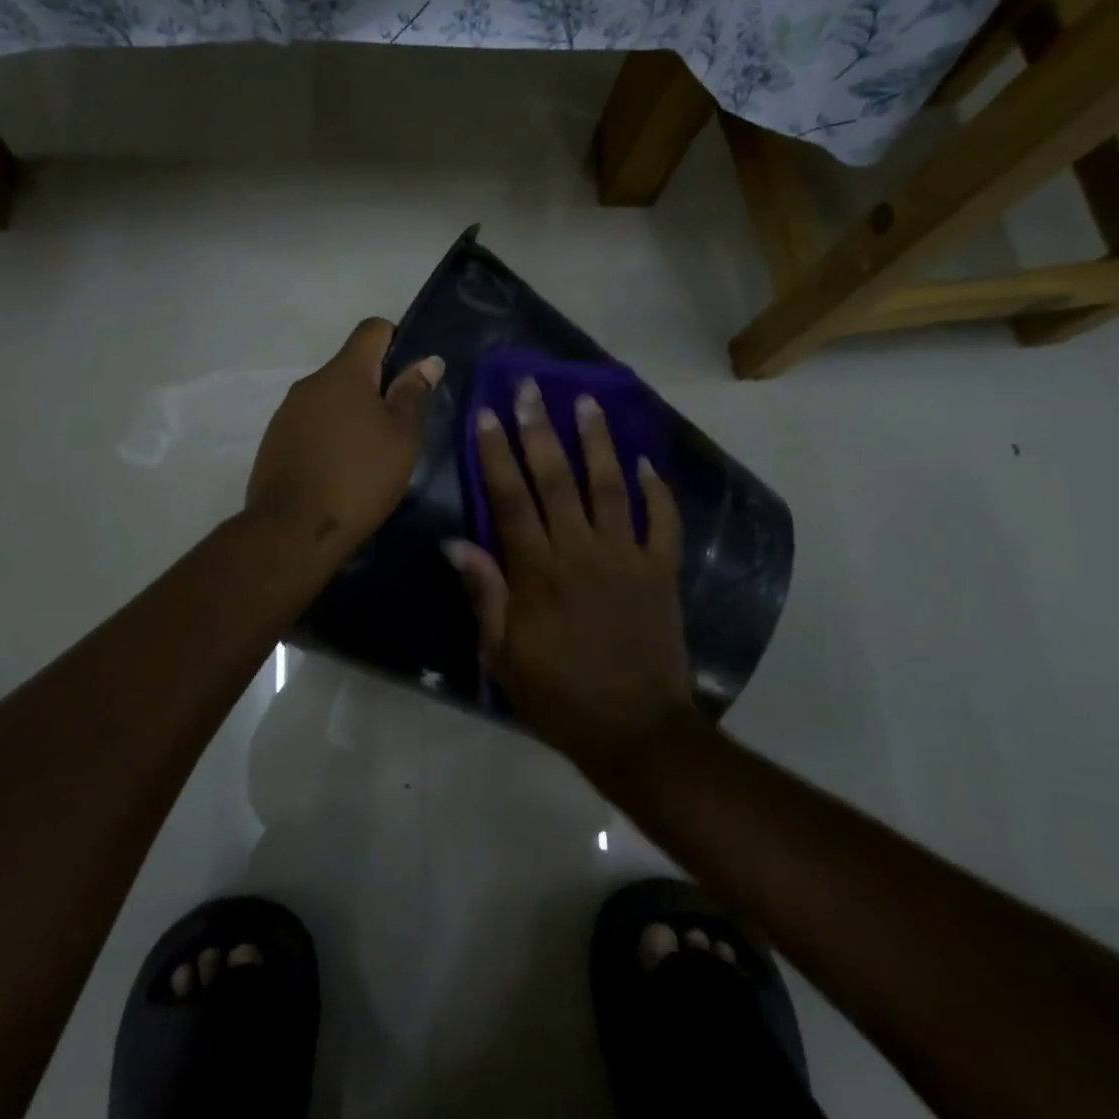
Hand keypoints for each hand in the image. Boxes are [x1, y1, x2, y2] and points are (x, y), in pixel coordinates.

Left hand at [245, 318, 442, 555]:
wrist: (293, 529)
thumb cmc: (360, 477)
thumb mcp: (401, 437)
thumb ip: (413, 394)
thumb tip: (427, 361)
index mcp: (344, 372)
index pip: (372, 329)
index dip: (396, 340)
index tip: (411, 376)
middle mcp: (310, 382)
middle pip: (350, 367)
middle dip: (376, 386)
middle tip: (398, 425)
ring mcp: (287, 411)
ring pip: (329, 398)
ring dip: (350, 413)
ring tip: (369, 453)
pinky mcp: (274, 440)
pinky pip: (310, 424)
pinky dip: (328, 435)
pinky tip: (339, 469)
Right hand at [445, 380, 695, 781]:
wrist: (635, 730)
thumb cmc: (558, 695)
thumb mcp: (502, 655)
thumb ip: (484, 594)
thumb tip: (456, 543)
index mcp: (537, 572)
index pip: (510, 498)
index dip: (495, 453)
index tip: (486, 413)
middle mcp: (581, 551)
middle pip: (556, 478)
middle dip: (539, 428)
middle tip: (530, 387)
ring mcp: (627, 557)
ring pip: (609, 486)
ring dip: (596, 441)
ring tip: (586, 401)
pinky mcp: (661, 571)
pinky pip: (662, 521)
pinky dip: (657, 490)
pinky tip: (645, 462)